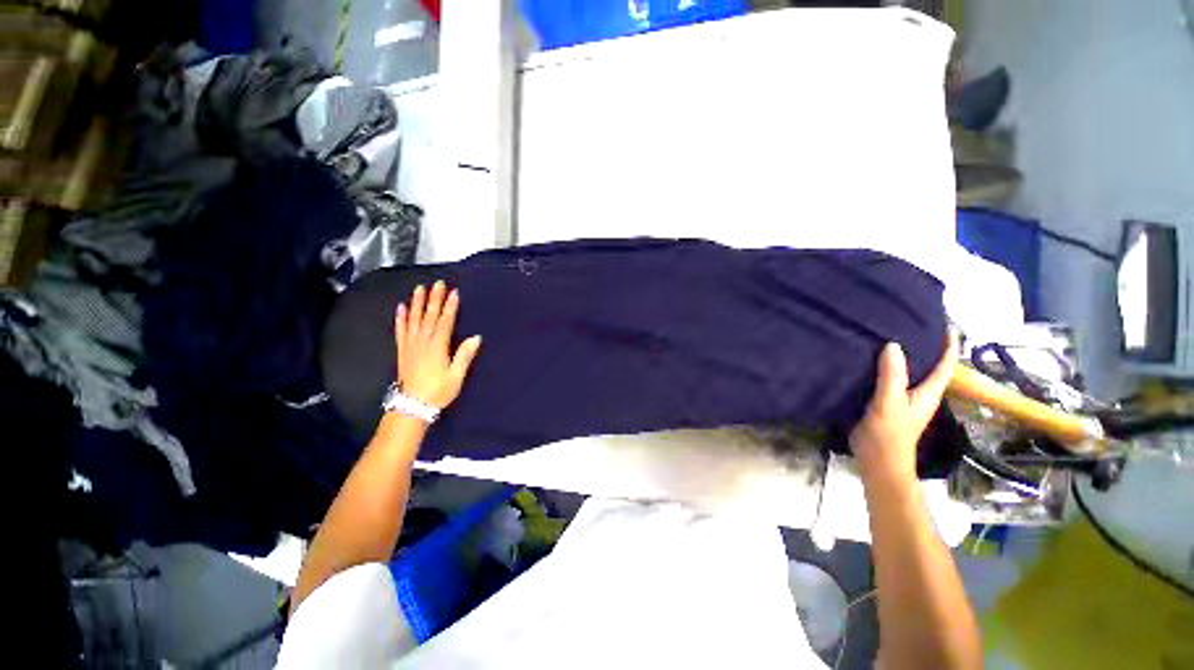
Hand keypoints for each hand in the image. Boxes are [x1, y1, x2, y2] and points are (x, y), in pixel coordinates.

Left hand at [395, 281, 482, 409]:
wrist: (412, 405)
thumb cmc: (438, 391)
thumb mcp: (456, 376)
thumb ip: (464, 356)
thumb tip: (476, 337)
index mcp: (437, 347)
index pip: (445, 322)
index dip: (450, 306)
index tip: (454, 292)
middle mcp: (422, 342)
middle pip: (429, 316)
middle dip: (434, 298)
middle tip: (437, 283)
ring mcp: (410, 345)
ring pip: (414, 319)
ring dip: (417, 303)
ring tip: (419, 288)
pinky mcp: (402, 350)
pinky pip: (400, 330)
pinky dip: (401, 318)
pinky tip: (401, 307)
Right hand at [850, 332, 956, 483]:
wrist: (877, 459)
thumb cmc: (888, 432)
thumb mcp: (889, 401)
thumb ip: (892, 375)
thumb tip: (894, 344)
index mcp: (928, 392)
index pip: (945, 365)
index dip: (948, 345)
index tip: (946, 324)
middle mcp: (920, 394)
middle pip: (929, 367)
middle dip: (927, 347)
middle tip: (914, 325)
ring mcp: (904, 400)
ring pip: (909, 373)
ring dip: (906, 357)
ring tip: (892, 337)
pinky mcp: (888, 404)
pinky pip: (891, 379)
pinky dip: (887, 368)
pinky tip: (872, 361)